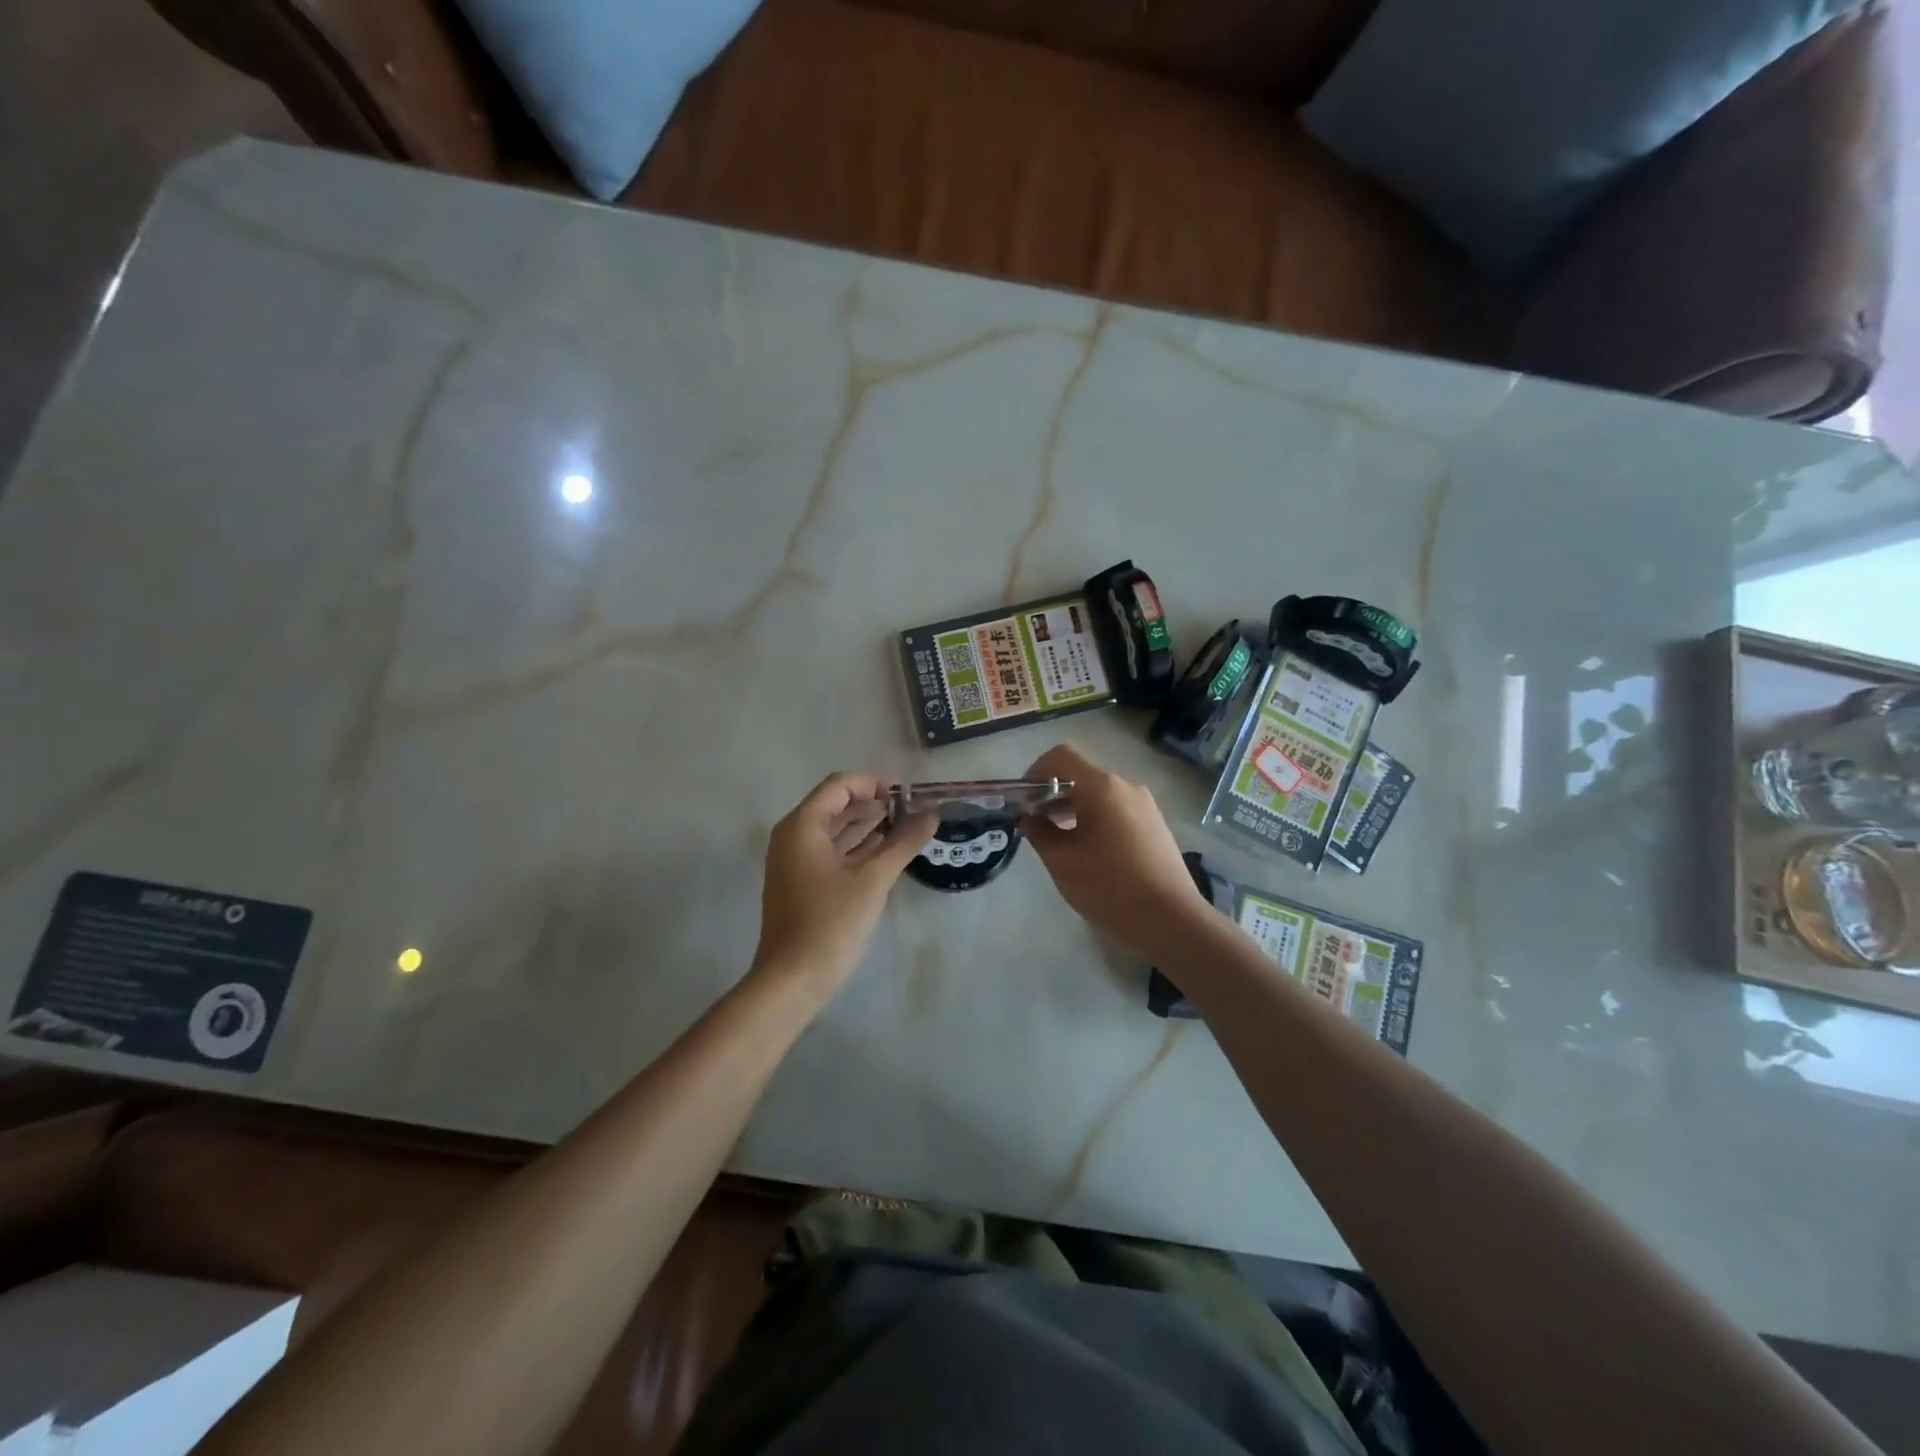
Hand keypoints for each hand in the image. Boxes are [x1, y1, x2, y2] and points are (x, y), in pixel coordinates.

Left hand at [751, 773, 935, 999]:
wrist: (793, 978)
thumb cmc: (831, 922)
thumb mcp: (874, 879)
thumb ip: (903, 842)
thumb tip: (932, 814)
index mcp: (803, 825)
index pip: (839, 786)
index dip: (873, 784)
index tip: (905, 796)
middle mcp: (793, 836)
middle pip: (836, 805)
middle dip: (873, 805)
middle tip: (911, 811)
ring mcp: (794, 861)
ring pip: (834, 830)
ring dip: (867, 826)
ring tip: (905, 828)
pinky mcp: (801, 882)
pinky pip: (830, 852)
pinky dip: (856, 848)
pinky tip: (885, 852)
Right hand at [1022, 743, 1212, 959]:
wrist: (1171, 921)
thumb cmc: (1109, 888)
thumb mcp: (1062, 862)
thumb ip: (1038, 832)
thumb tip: (1028, 817)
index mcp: (1101, 787)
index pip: (1060, 757)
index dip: (1034, 772)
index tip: (1023, 801)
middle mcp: (1125, 787)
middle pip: (1080, 775)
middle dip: (1052, 794)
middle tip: (1034, 824)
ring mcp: (1145, 805)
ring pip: (1099, 794)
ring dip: (1073, 808)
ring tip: (1058, 840)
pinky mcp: (1155, 824)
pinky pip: (1117, 809)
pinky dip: (1095, 818)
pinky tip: (1089, 850)